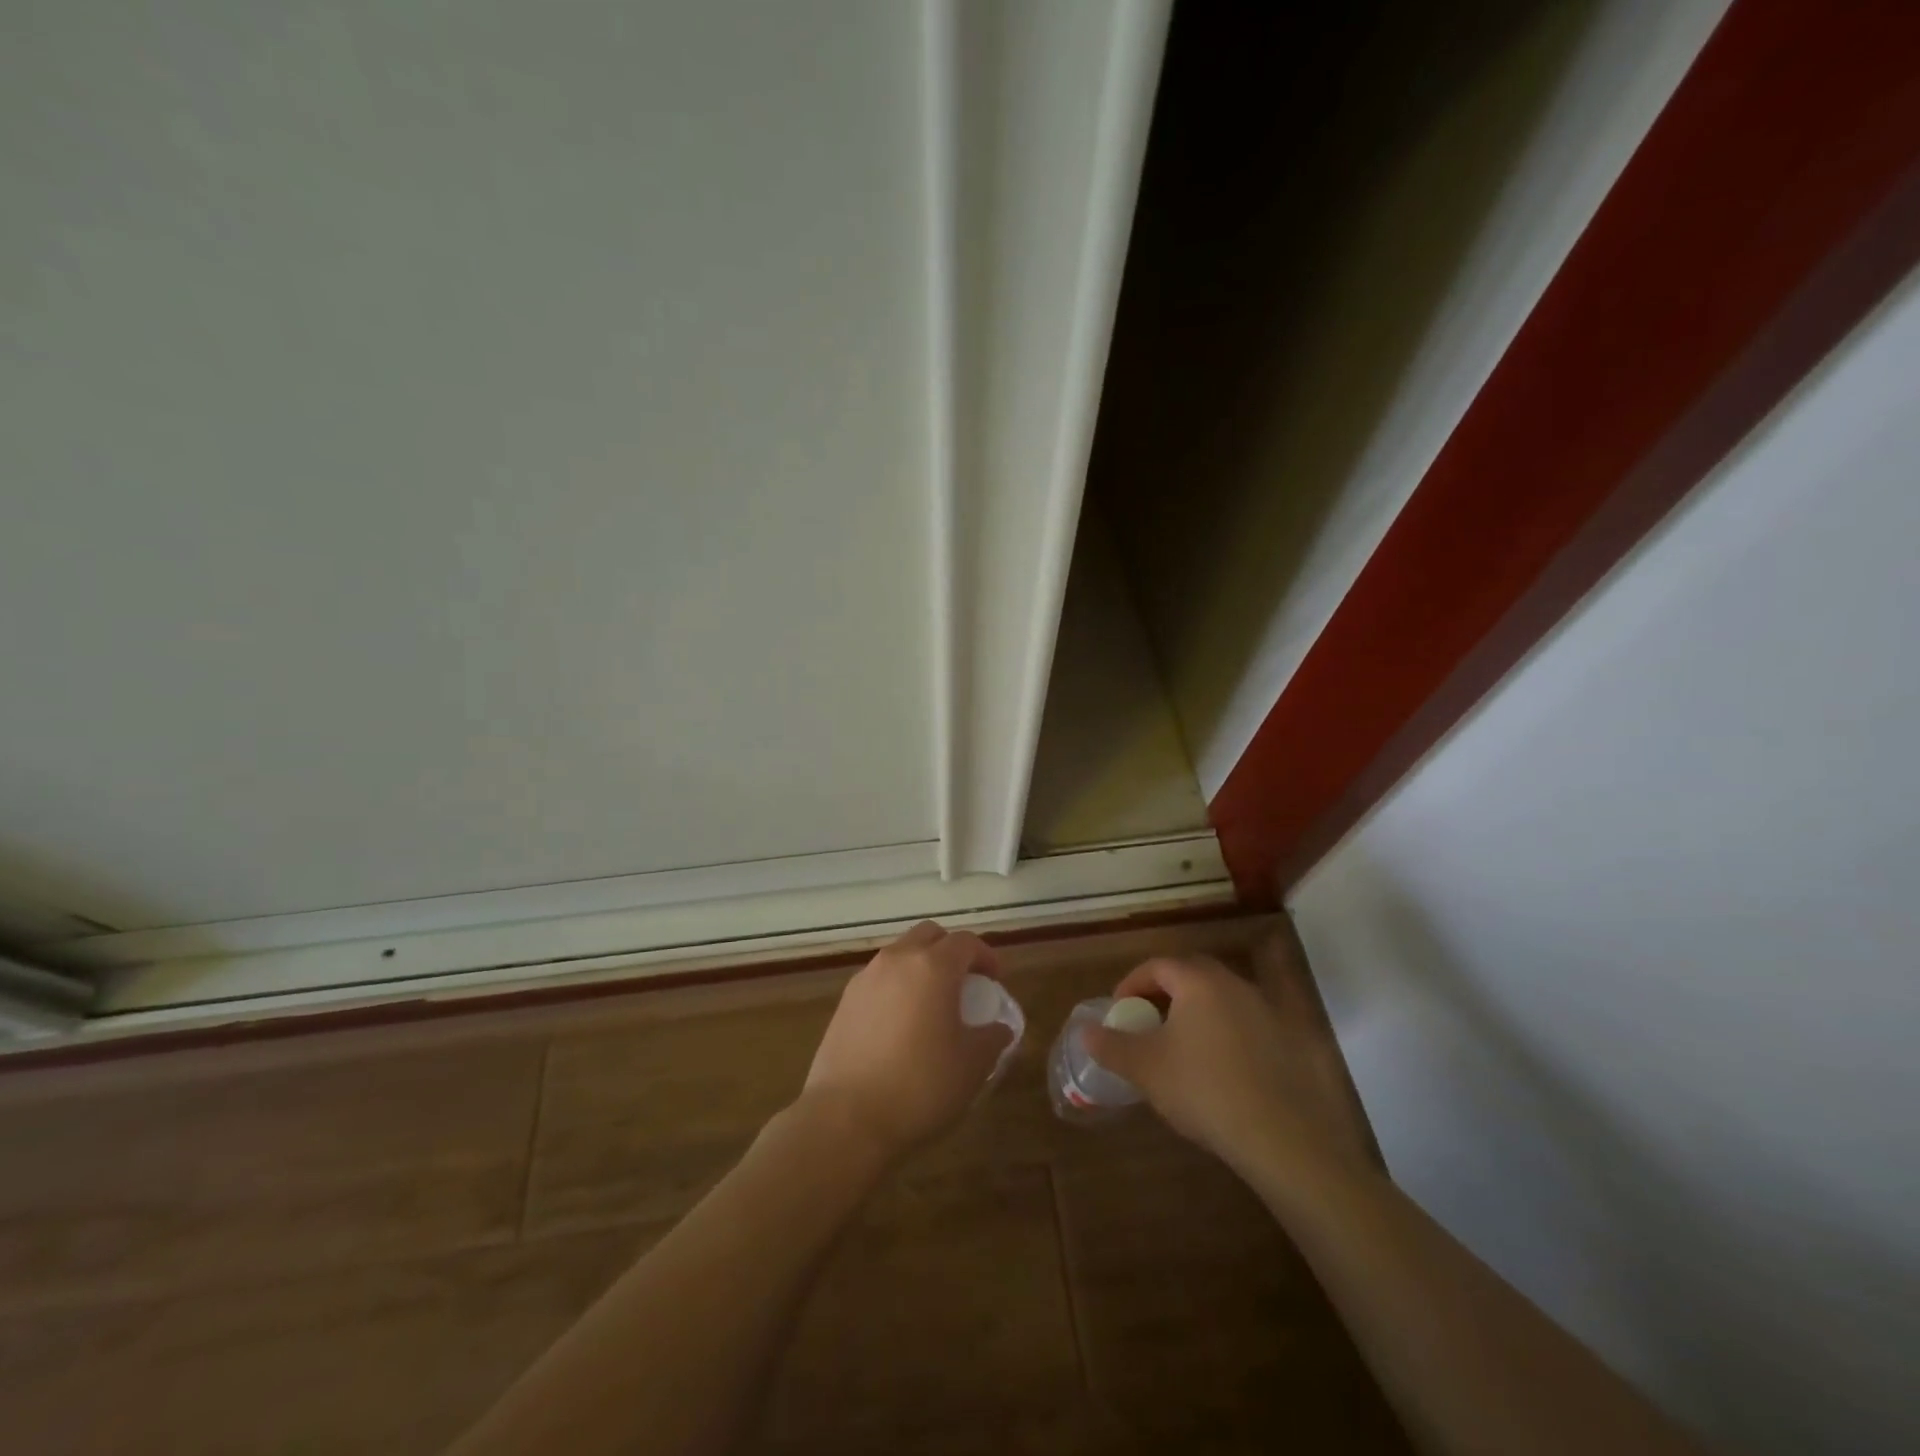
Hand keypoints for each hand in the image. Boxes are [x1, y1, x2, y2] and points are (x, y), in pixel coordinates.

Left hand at [799, 921, 1013, 1163]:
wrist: (845, 1119)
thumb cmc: (920, 1087)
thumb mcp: (972, 1066)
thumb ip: (992, 1038)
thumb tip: (998, 1028)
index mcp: (933, 966)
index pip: (966, 942)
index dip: (986, 957)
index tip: (995, 981)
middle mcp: (897, 960)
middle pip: (929, 935)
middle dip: (951, 951)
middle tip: (964, 984)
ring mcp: (865, 978)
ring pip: (900, 954)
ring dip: (921, 967)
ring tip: (932, 1005)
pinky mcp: (844, 1002)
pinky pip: (879, 979)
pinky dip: (896, 987)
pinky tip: (901, 1024)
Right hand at [1082, 953, 1370, 1192]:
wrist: (1282, 1136)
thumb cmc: (1203, 1089)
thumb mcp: (1145, 1068)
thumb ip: (1111, 1046)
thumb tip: (1085, 1032)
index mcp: (1198, 981)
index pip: (1157, 966)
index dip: (1131, 984)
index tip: (1119, 1011)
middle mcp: (1235, 985)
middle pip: (1191, 977)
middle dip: (1164, 995)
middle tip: (1146, 1023)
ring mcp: (1267, 1011)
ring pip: (1220, 1001)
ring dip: (1195, 1015)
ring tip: (1179, 1048)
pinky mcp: (1289, 1042)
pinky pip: (1244, 1025)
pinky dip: (1224, 1036)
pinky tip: (1217, 1071)